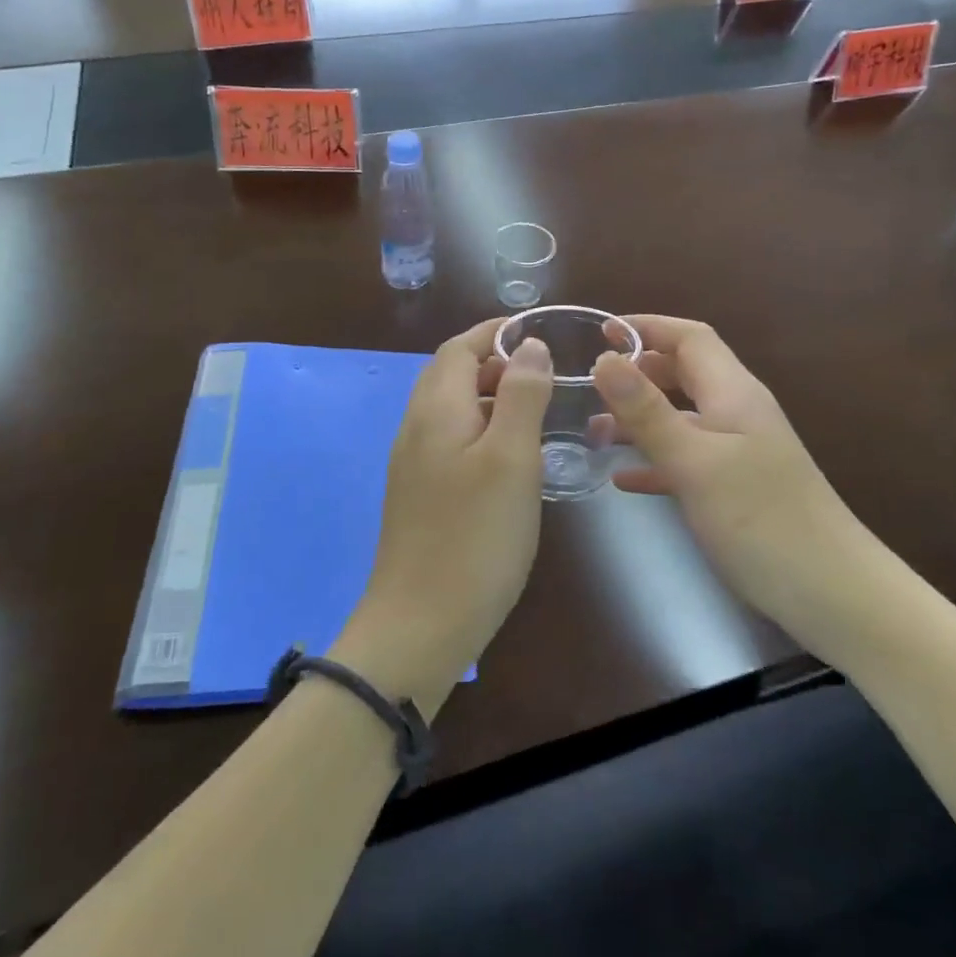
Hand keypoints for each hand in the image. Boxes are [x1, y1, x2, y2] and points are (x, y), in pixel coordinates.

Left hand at [333, 319, 552, 713]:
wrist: (420, 625)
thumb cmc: (475, 537)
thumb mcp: (512, 458)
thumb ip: (521, 395)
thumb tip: (528, 345)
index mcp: (436, 410)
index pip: (459, 348)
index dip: (494, 333)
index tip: (537, 331)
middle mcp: (416, 428)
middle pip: (450, 374)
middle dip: (492, 361)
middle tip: (542, 372)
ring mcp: (412, 464)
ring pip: (450, 409)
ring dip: (488, 396)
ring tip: (534, 410)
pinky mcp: (418, 494)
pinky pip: (449, 440)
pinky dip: (480, 429)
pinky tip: (509, 457)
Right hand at [594, 316, 858, 634]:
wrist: (833, 595)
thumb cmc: (762, 520)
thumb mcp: (694, 462)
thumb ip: (647, 411)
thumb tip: (604, 359)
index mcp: (733, 393)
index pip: (690, 338)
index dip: (648, 328)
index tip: (601, 333)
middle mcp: (738, 413)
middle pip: (685, 373)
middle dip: (639, 372)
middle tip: (592, 387)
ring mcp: (739, 452)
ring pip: (682, 417)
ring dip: (641, 418)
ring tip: (595, 434)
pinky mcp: (736, 488)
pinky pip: (687, 459)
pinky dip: (654, 460)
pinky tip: (624, 478)